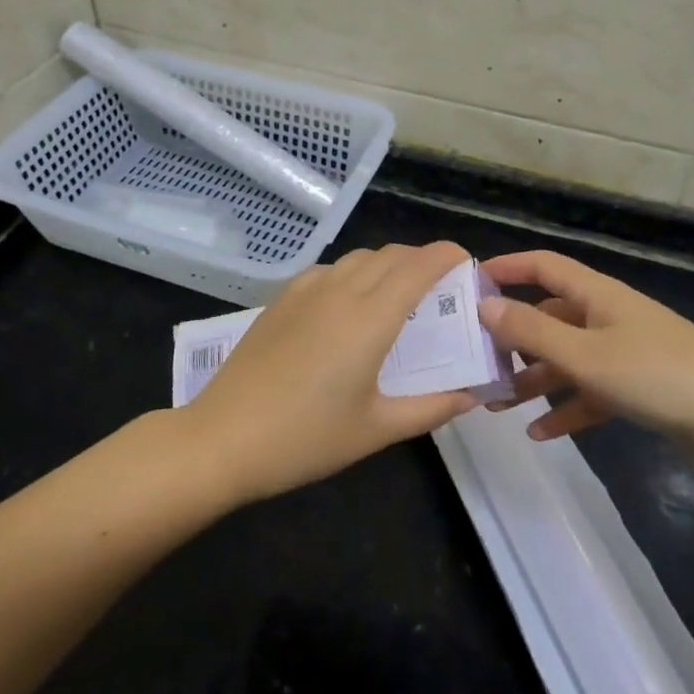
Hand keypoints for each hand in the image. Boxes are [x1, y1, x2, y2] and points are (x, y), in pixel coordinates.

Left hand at [182, 241, 479, 503]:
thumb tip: (470, 395)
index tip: (466, 262)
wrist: (223, 438)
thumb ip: (430, 408)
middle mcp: (341, 291)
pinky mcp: (281, 299)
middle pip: (391, 255)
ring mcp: (306, 291)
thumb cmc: (306, 438)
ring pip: (359, 258)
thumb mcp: (376, 430)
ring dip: (387, 263)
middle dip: (422, 259)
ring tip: (398, 293)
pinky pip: (329, 269)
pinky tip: (349, 303)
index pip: (418, 266)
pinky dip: (354, 273)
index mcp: (370, 318)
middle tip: (440, 286)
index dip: (446, 255)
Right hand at [476, 249, 693, 450]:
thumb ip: (532, 331)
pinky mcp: (639, 388)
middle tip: (475, 362)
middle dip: (512, 338)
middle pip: (549, 317)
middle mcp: (607, 317)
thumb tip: (484, 304)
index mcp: (596, 295)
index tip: (467, 285)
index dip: (506, 268)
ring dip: (533, 379)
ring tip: (496, 404)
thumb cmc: (658, 375)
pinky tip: (540, 434)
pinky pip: (590, 392)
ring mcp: (625, 353)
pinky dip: (566, 409)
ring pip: (566, 358)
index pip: (543, 266)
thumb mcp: (586, 354)